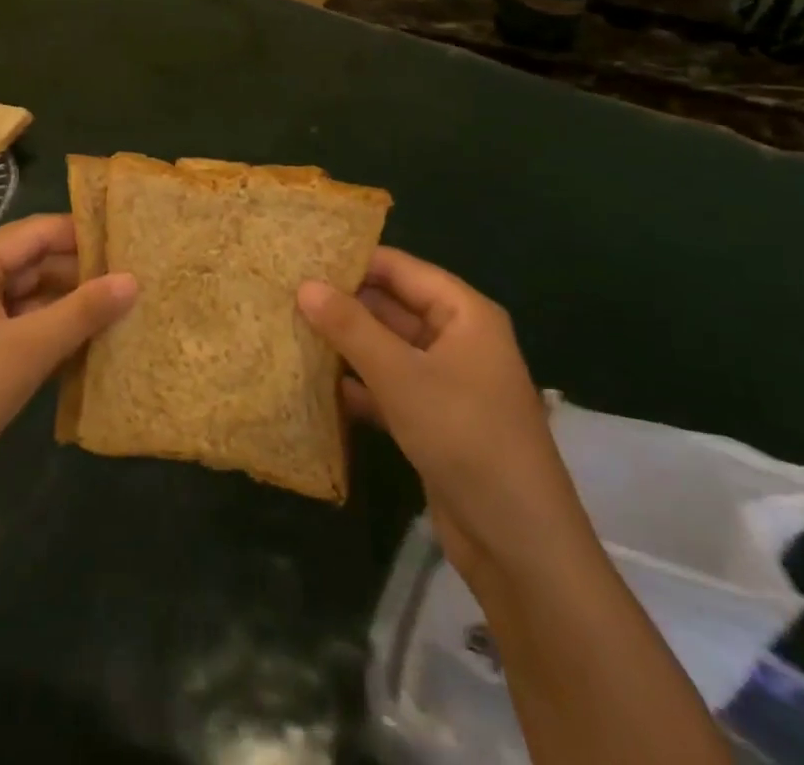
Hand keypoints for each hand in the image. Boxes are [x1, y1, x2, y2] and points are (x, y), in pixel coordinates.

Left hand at [0, 214, 136, 521]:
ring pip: (29, 296)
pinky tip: (89, 342)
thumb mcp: (30, 348)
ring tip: (122, 310)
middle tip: (135, 281)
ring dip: (69, 305)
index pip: (38, 231)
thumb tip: (134, 279)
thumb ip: (84, 310)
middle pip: (33, 261)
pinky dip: (51, 331)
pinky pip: (20, 325)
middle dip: (81, 273)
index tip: (130, 244)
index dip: (84, 235)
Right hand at [297, 249, 585, 571]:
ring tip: (288, 328)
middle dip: (343, 303)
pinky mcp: (432, 419)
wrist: (519, 547)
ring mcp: (445, 381)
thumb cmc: (465, 438)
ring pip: (386, 348)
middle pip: (392, 306)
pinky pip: (388, 386)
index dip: (353, 260)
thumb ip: (351, 327)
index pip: (400, 268)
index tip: (301, 256)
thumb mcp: (402, 376)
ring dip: (345, 344)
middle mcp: (456, 339)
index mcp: (464, 314)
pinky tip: (312, 384)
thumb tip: (304, 285)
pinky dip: (356, 384)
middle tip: (284, 293)